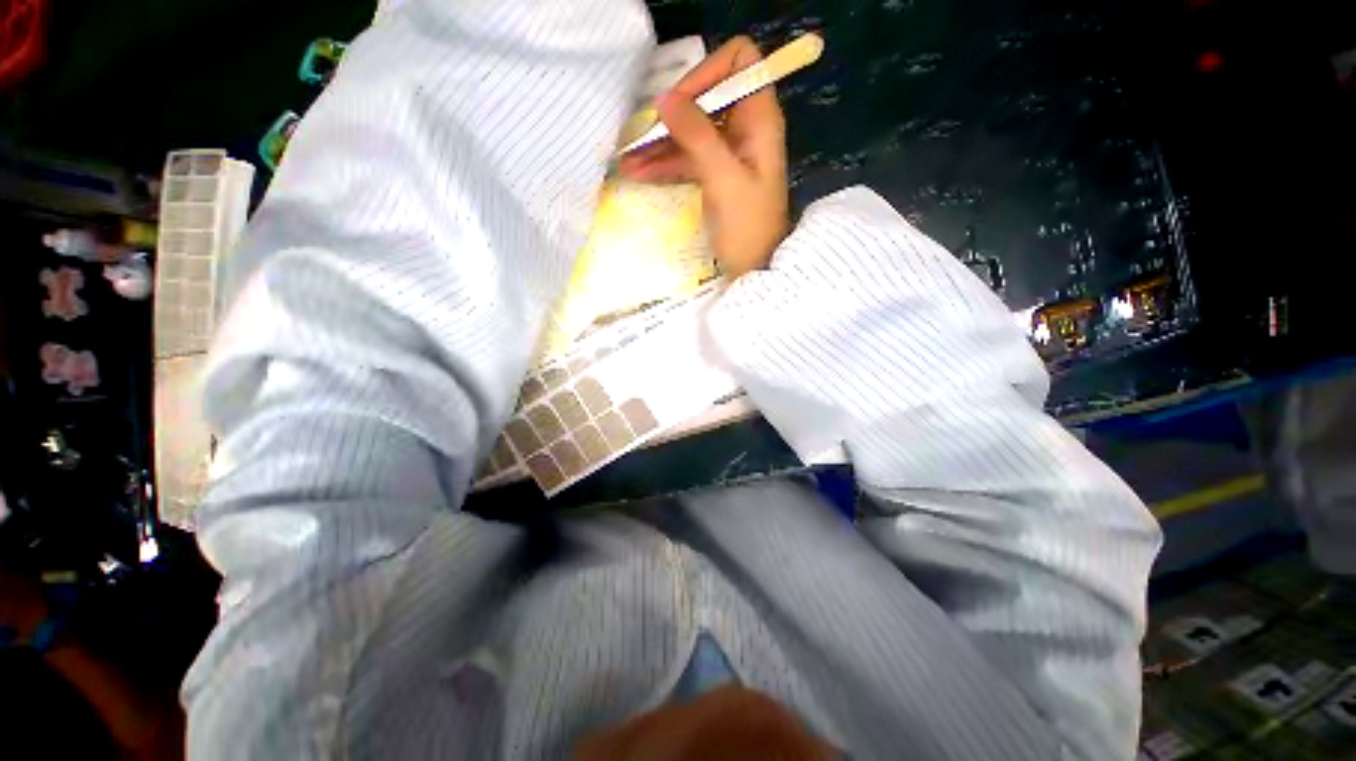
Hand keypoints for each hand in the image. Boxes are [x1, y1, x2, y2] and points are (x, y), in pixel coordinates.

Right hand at [619, 37, 788, 277]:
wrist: (755, 268)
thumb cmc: (747, 227)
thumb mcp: (724, 179)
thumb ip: (697, 135)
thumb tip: (665, 98)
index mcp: (759, 119)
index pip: (739, 62)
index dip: (708, 72)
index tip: (679, 102)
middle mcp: (745, 127)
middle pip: (706, 98)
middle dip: (672, 114)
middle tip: (640, 135)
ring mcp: (728, 152)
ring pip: (691, 131)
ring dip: (659, 143)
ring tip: (626, 159)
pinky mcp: (715, 174)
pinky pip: (687, 158)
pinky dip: (664, 163)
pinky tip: (637, 172)